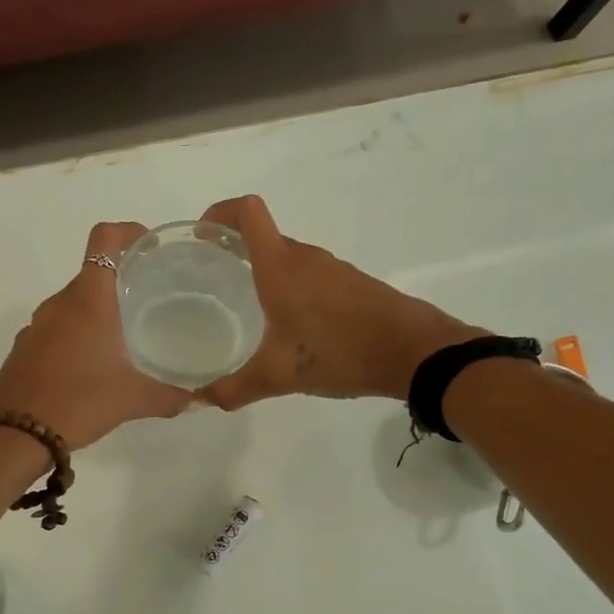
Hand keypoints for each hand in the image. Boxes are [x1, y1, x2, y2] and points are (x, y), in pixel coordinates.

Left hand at [0, 222, 191, 449]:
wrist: (11, 436)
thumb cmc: (77, 401)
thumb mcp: (132, 399)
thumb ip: (170, 396)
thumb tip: (201, 399)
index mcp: (88, 299)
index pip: (105, 239)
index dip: (129, 232)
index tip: (151, 246)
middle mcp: (59, 303)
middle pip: (92, 274)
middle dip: (121, 280)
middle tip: (152, 299)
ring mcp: (37, 326)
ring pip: (73, 304)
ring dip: (99, 311)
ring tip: (126, 336)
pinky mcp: (24, 349)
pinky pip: (57, 329)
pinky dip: (78, 335)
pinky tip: (94, 366)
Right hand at [198, 195, 482, 408]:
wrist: (413, 352)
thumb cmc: (340, 352)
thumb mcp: (280, 376)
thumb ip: (234, 388)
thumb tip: (200, 400)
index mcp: (281, 267)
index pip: (247, 212)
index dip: (219, 213)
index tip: (202, 236)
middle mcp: (305, 258)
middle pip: (264, 236)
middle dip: (234, 249)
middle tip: (212, 280)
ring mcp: (332, 269)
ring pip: (287, 258)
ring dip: (263, 270)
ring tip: (244, 304)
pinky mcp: (351, 284)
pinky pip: (309, 274)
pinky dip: (289, 286)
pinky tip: (288, 323)